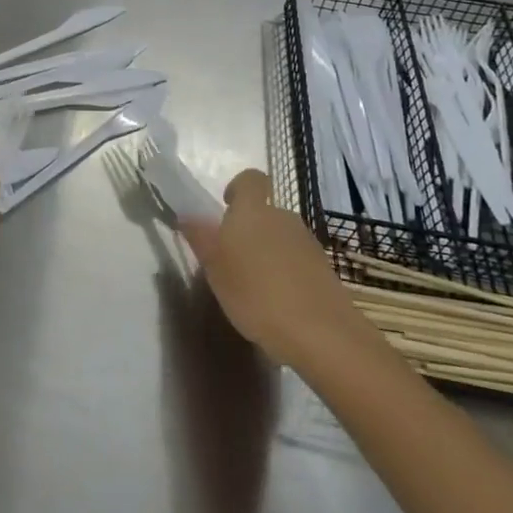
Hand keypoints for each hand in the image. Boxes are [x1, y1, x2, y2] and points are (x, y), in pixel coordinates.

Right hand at [177, 169, 381, 368]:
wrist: (321, 333)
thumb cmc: (257, 294)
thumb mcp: (215, 269)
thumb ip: (201, 238)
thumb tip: (187, 214)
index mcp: (253, 211)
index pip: (250, 179)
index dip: (237, 188)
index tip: (225, 208)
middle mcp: (283, 218)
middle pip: (264, 212)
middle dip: (248, 230)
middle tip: (231, 261)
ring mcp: (307, 243)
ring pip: (280, 237)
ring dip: (267, 253)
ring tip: (254, 288)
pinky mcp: (324, 269)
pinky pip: (297, 260)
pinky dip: (286, 273)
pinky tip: (278, 304)